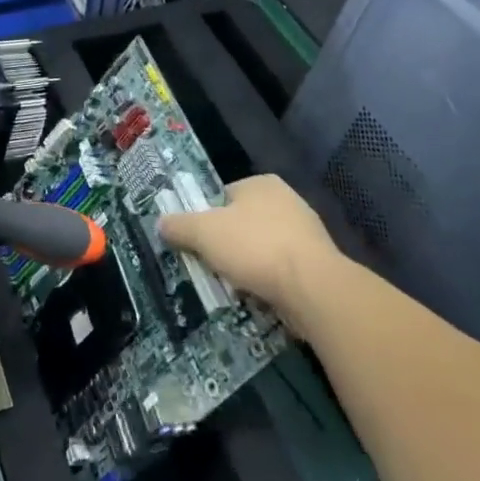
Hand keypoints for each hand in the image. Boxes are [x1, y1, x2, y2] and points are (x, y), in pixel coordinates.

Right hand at [158, 175, 342, 331]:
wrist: (313, 288)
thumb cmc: (255, 247)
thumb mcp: (204, 233)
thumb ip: (180, 225)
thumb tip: (161, 222)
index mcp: (262, 183)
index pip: (225, 196)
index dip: (208, 219)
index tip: (199, 243)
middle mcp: (287, 200)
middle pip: (244, 222)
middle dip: (229, 245)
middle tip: (213, 266)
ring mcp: (306, 232)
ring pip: (263, 248)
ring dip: (249, 266)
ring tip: (234, 286)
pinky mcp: (318, 263)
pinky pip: (282, 270)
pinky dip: (270, 282)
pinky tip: (260, 297)